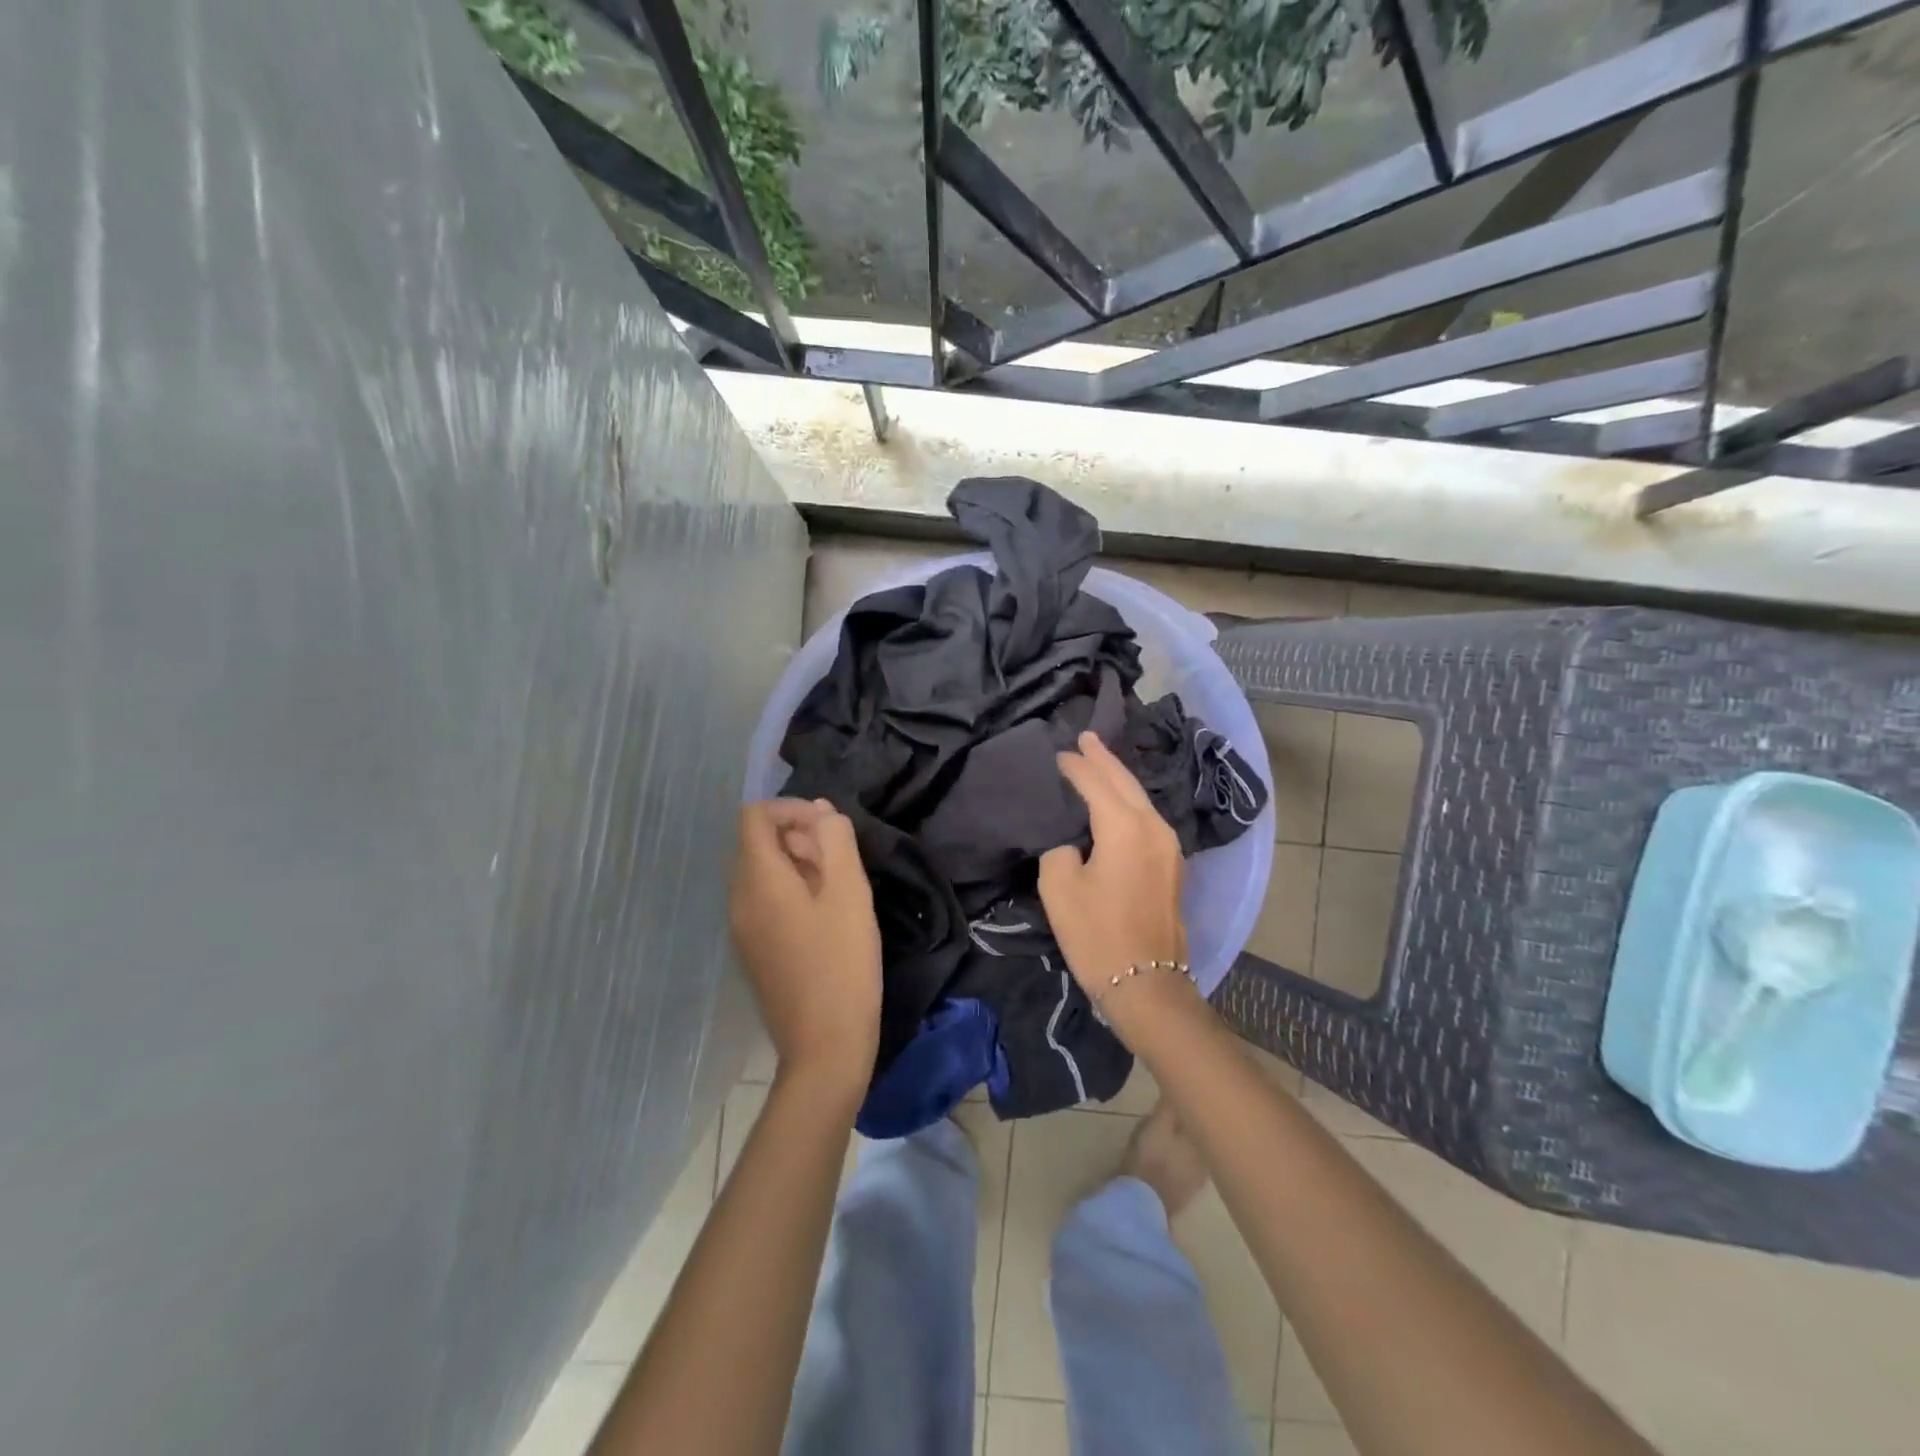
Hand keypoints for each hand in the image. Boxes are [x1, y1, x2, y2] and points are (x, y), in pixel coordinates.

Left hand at [729, 800, 882, 1097]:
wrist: (824, 1046)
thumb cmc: (842, 963)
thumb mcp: (850, 893)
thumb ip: (836, 842)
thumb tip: (822, 812)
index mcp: (758, 880)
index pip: (754, 816)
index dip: (791, 809)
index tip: (830, 829)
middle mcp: (739, 899)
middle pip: (757, 843)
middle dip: (799, 837)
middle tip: (840, 862)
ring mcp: (742, 928)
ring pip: (762, 872)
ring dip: (798, 865)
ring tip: (838, 889)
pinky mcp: (753, 951)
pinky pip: (764, 901)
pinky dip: (791, 891)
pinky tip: (825, 917)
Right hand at [1038, 733, 1192, 1035]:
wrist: (1147, 984)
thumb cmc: (1097, 934)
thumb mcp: (1059, 887)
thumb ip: (1060, 849)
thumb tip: (1072, 842)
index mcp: (1125, 826)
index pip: (1095, 782)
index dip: (1074, 766)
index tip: (1056, 753)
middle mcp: (1154, 826)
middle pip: (1125, 782)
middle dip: (1103, 759)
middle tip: (1084, 737)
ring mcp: (1169, 846)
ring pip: (1141, 799)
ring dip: (1119, 779)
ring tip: (1099, 762)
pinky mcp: (1172, 865)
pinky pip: (1148, 818)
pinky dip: (1129, 802)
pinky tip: (1117, 802)